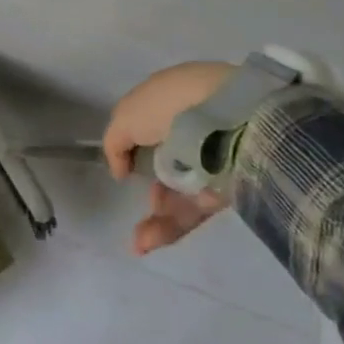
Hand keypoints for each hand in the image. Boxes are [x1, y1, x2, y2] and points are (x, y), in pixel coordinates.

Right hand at [104, 61, 234, 255]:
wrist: (228, 116)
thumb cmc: (169, 106)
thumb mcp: (125, 117)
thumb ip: (115, 144)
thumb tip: (121, 171)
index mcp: (170, 101)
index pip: (151, 125)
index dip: (134, 146)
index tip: (124, 165)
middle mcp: (191, 129)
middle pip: (166, 163)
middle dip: (148, 186)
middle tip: (134, 199)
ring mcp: (210, 161)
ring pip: (179, 192)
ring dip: (156, 217)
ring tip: (139, 241)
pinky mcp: (226, 190)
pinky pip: (194, 210)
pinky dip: (170, 226)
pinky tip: (147, 241)